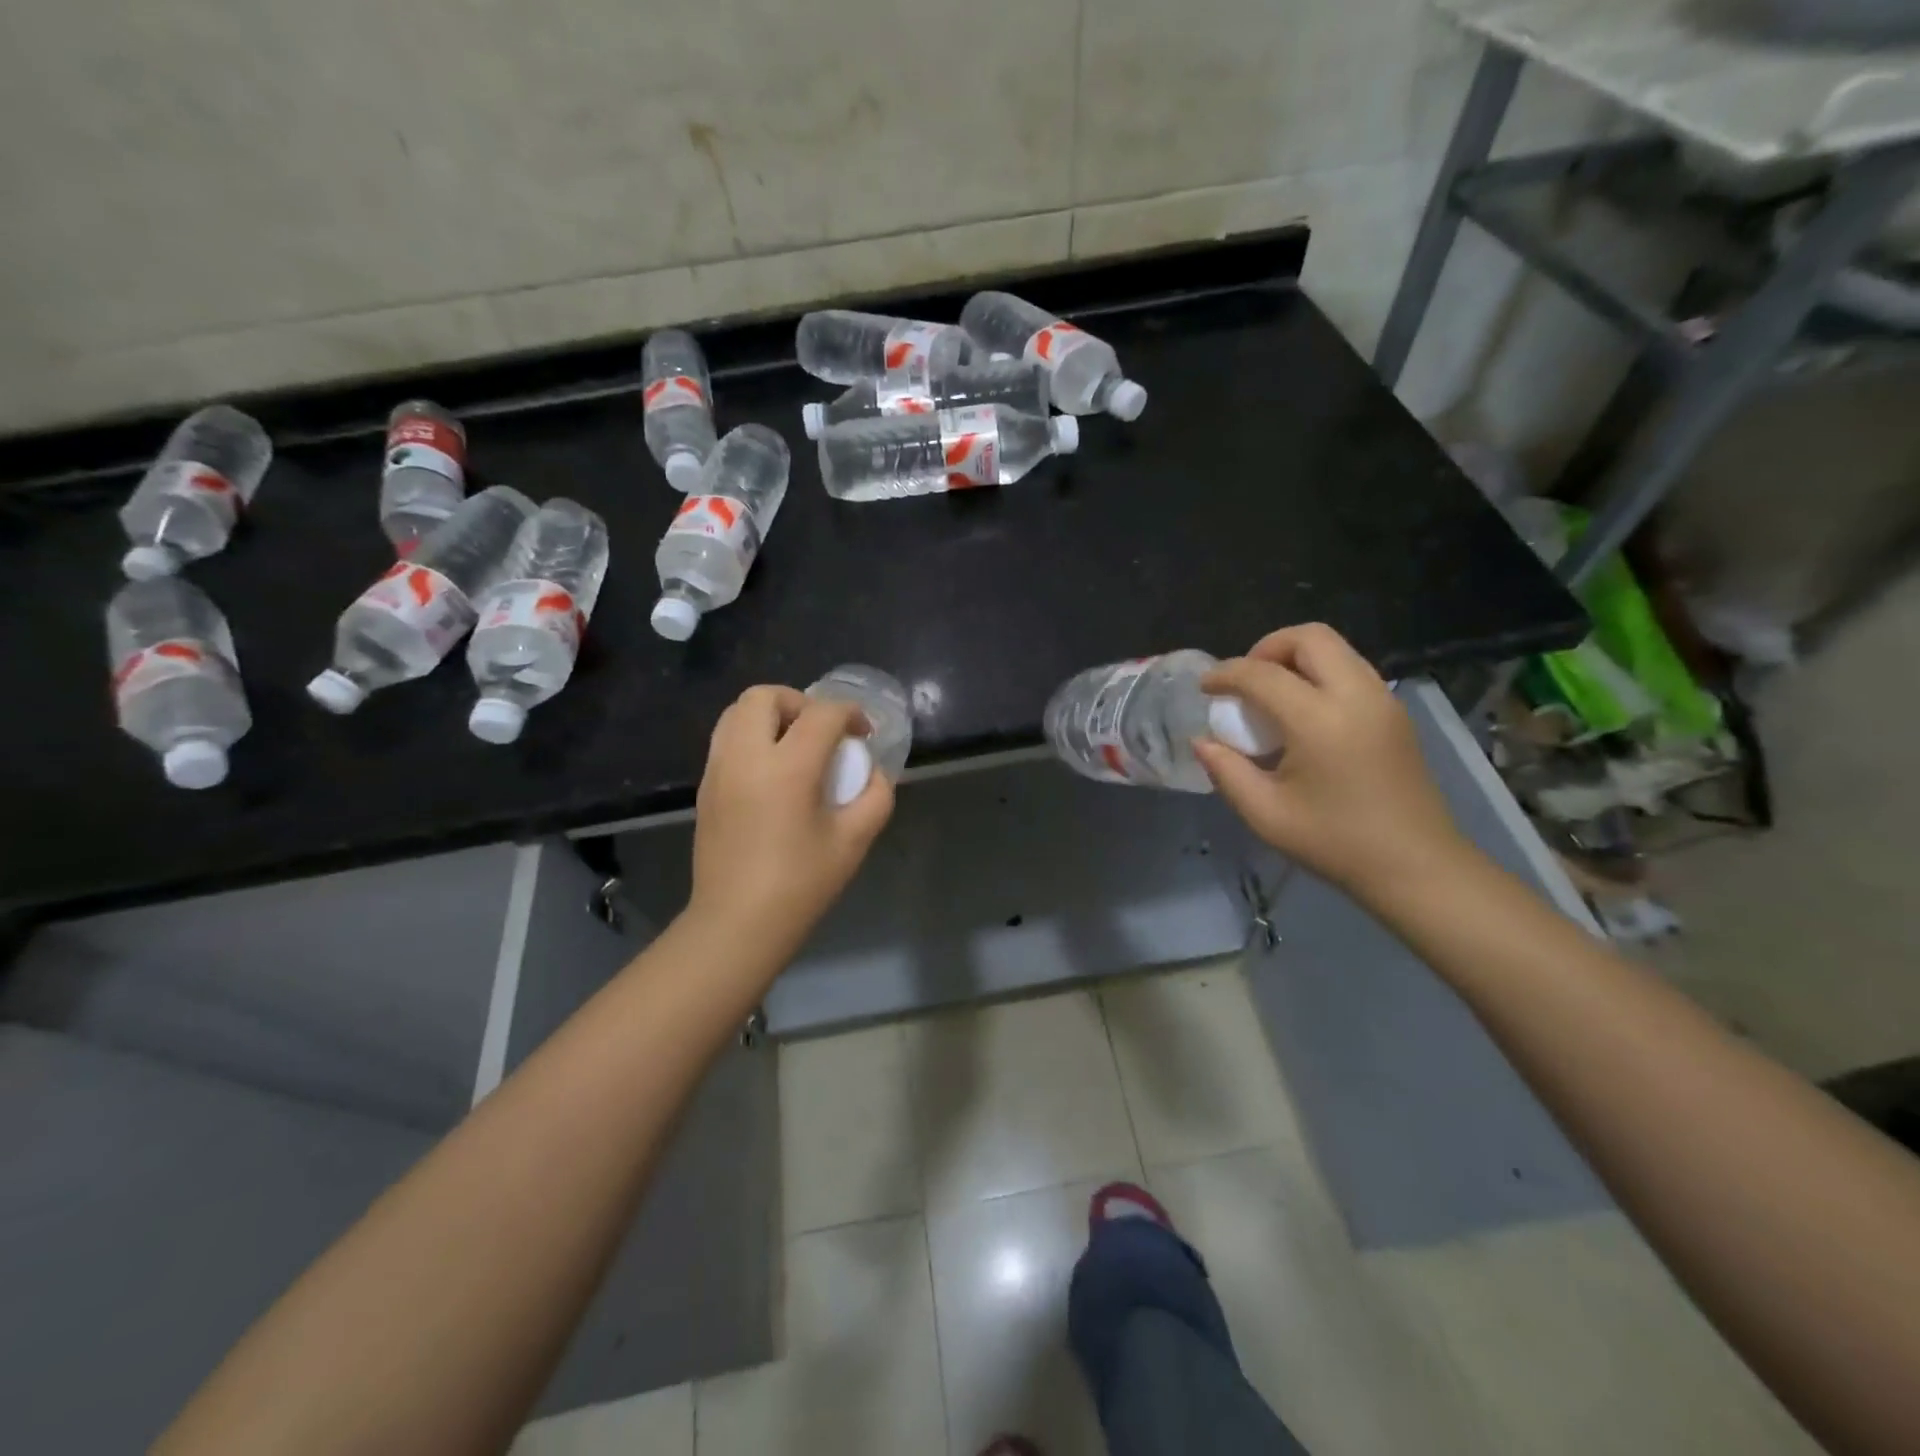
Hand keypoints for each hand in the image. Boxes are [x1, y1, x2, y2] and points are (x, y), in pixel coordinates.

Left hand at [689, 685, 894, 958]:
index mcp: (787, 768)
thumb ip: (875, 796)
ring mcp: (718, 770)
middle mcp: (745, 757)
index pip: (822, 714)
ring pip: (736, 712)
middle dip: (801, 702)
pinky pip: (726, 740)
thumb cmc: (800, 884)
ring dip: (771, 715)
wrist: (737, 924)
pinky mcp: (705, 787)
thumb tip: (873, 773)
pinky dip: (752, 737)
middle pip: (765, 696)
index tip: (864, 733)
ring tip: (796, 746)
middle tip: (822, 732)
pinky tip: (773, 773)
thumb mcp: (853, 841)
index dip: (850, 713)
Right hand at [1193, 624, 1465, 901]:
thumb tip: (1202, 742)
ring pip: (1334, 648)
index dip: (1225, 674)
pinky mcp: (1394, 711)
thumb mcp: (1266, 814)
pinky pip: (1350, 668)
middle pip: (1308, 637)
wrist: (1416, 866)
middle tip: (1244, 682)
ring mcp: (1382, 700)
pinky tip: (1302, 712)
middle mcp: (1356, 695)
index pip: (1262, 674)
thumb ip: (1227, 771)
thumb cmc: (1335, 843)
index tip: (1205, 688)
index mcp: (1319, 720)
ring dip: (1294, 658)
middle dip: (1266, 648)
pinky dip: (1318, 673)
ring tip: (1270, 695)